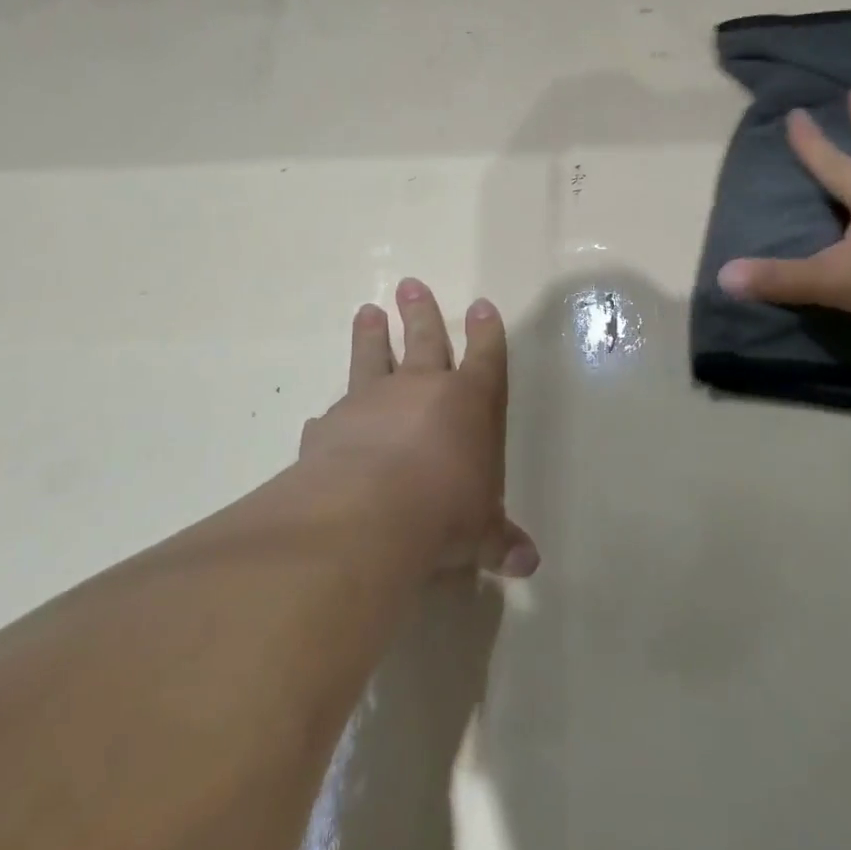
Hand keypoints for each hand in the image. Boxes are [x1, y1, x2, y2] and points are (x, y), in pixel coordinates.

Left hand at [302, 279, 539, 578]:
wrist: (366, 514)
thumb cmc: (443, 512)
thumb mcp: (480, 534)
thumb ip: (500, 541)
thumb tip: (528, 564)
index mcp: (467, 402)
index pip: (484, 357)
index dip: (486, 332)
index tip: (481, 305)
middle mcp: (419, 390)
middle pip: (424, 340)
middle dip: (421, 313)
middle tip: (410, 285)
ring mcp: (370, 401)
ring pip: (372, 357)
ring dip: (370, 335)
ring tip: (366, 312)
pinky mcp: (329, 425)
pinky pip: (332, 413)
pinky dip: (331, 414)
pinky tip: (322, 416)